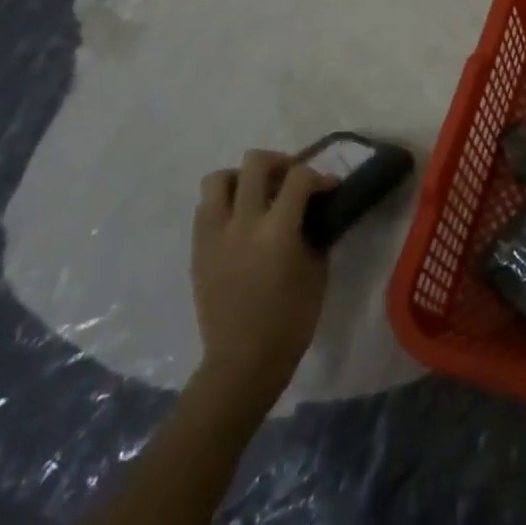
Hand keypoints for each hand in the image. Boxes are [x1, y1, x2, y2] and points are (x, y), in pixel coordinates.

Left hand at [190, 151, 333, 403]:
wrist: (242, 361)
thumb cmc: (291, 320)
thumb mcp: (317, 270)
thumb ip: (314, 231)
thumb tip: (315, 208)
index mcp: (277, 231)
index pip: (299, 177)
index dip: (318, 176)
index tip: (328, 188)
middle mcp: (241, 224)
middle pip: (254, 163)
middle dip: (279, 163)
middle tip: (291, 180)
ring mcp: (214, 235)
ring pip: (218, 178)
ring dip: (242, 179)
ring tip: (258, 195)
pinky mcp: (197, 249)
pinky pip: (206, 208)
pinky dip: (224, 204)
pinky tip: (240, 222)